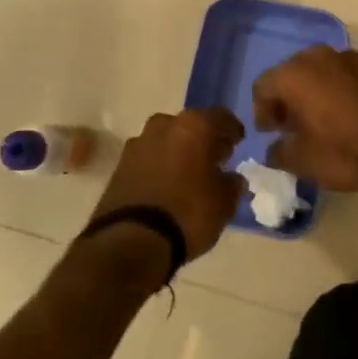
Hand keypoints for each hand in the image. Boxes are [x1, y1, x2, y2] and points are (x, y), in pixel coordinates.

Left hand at [92, 109, 245, 262]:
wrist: (130, 241)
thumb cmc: (188, 214)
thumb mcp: (224, 203)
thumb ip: (232, 184)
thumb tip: (231, 178)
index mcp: (194, 126)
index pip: (221, 117)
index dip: (232, 130)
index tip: (238, 143)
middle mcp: (164, 125)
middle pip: (190, 125)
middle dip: (202, 139)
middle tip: (214, 159)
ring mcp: (138, 143)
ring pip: (166, 139)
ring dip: (178, 151)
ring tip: (188, 174)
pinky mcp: (119, 165)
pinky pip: (148, 158)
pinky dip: (159, 166)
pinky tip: (166, 185)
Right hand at [253, 47, 357, 193]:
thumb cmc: (347, 148)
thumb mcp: (304, 161)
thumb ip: (279, 152)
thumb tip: (274, 149)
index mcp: (293, 73)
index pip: (262, 87)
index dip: (261, 112)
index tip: (270, 134)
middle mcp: (317, 56)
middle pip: (290, 75)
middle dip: (286, 101)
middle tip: (290, 128)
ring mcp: (348, 58)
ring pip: (318, 74)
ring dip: (312, 96)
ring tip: (318, 125)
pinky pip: (342, 78)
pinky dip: (335, 94)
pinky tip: (344, 119)